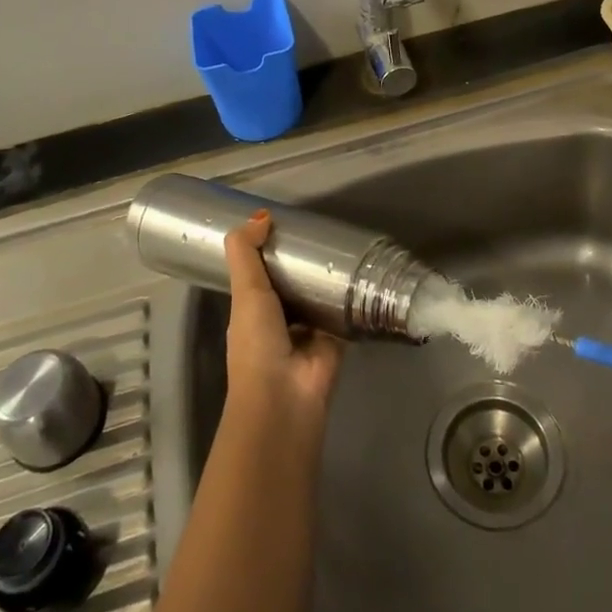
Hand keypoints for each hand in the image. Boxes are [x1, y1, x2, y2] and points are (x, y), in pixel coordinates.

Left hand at [223, 210, 344, 419]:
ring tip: (348, 244)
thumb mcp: (245, 291)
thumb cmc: (257, 342)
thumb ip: (246, 252)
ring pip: (319, 295)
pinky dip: (352, 296)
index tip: (289, 222)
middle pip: (293, 282)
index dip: (271, 248)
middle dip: (305, 261)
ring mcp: (309, 331)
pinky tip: (365, 272)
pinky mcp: (336, 339)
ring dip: (329, 277)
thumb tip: (261, 215)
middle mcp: (280, 319)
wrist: (285, 397)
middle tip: (325, 228)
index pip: (262, 272)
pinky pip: (345, 311)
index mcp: (253, 309)